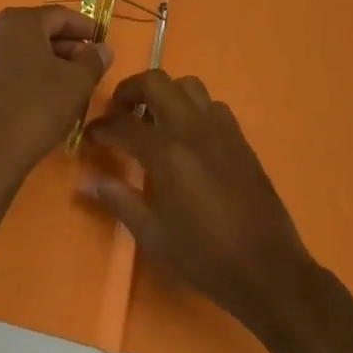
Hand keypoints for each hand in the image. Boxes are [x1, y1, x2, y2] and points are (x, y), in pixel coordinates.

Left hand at [0, 5, 113, 193]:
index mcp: (18, 21)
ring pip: (24, 51)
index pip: (59, 15)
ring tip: (73, 83)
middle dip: (68, 46)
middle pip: (39, 30)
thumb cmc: (37, 107)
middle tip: (91, 65)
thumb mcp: (77, 83)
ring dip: (50, 62)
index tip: (103, 41)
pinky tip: (47, 96)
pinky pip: (10, 68)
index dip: (85, 27)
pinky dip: (31, 75)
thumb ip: (93, 60)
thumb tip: (102, 49)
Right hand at [82, 70, 311, 336]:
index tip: (89, 136)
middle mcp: (191, 127)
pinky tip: (188, 136)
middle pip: (155, 82)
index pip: (122, 124)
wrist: (268, 270)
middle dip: (130, 91)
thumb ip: (118, 200)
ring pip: (186, 85)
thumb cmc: (204, 257)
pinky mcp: (239, 138)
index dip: (100, 128)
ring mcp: (219, 128)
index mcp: (166, 151)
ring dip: (164, 94)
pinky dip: (192, 108)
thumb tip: (85, 180)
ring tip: (154, 120)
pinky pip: (211, 105)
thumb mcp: (153, 235)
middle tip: (119, 113)